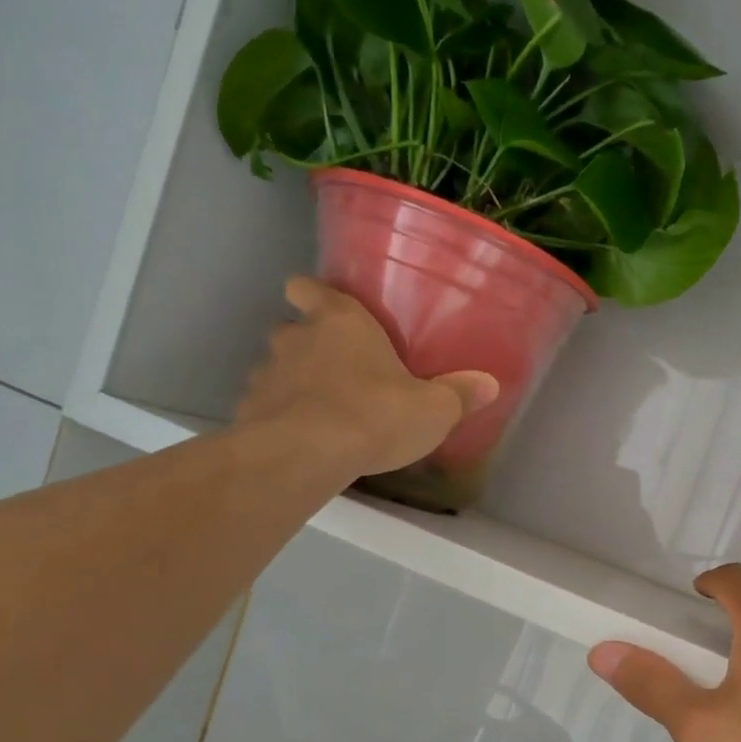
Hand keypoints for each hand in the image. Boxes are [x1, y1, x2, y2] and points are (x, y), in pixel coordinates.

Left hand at [236, 277, 497, 475]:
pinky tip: (302, 440)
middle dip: (307, 344)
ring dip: (293, 383)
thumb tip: (490, 384)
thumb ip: (459, 395)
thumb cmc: (376, 414)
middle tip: (335, 370)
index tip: (317, 303)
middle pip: (291, 328)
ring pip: (276, 368)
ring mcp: (267, 374)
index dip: (312, 293)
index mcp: (341, 322)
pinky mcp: (250, 411)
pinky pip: (266, 407)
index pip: (310, 288)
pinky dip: (280, 418)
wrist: (307, 454)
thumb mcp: (433, 409)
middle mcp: (297, 338)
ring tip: (319, 411)